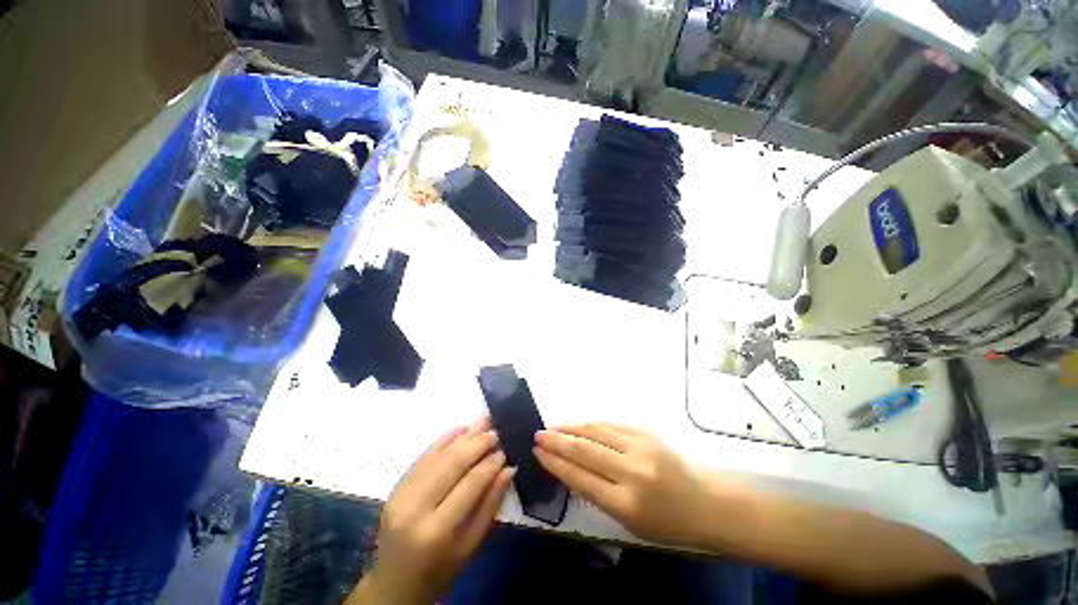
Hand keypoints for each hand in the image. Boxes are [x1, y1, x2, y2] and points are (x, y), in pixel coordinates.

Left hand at [350, 418, 514, 604]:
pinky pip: (423, 456)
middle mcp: (415, 507)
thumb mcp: (470, 546)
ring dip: (463, 435)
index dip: (490, 463)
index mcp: (436, 530)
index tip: (505, 450)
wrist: (394, 583)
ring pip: (438, 455)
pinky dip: (443, 439)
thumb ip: (490, 505)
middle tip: (496, 430)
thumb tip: (508, 469)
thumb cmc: (439, 571)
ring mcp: (401, 494)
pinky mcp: (396, 487)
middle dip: (477, 443)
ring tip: (483, 422)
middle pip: (452, 463)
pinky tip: (460, 428)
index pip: (469, 484)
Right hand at [534, 423, 714, 547]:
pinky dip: (592, 425)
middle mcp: (631, 472)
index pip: (580, 477)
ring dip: (571, 428)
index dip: (555, 463)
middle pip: (584, 451)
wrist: (706, 502)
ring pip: (596, 432)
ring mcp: (640, 447)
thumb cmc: (667, 523)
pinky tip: (580, 425)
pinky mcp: (646, 433)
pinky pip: (611, 426)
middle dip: (557, 442)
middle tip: (538, 435)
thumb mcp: (629, 522)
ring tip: (554, 427)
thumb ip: (598, 495)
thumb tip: (570, 469)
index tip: (538, 453)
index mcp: (626, 503)